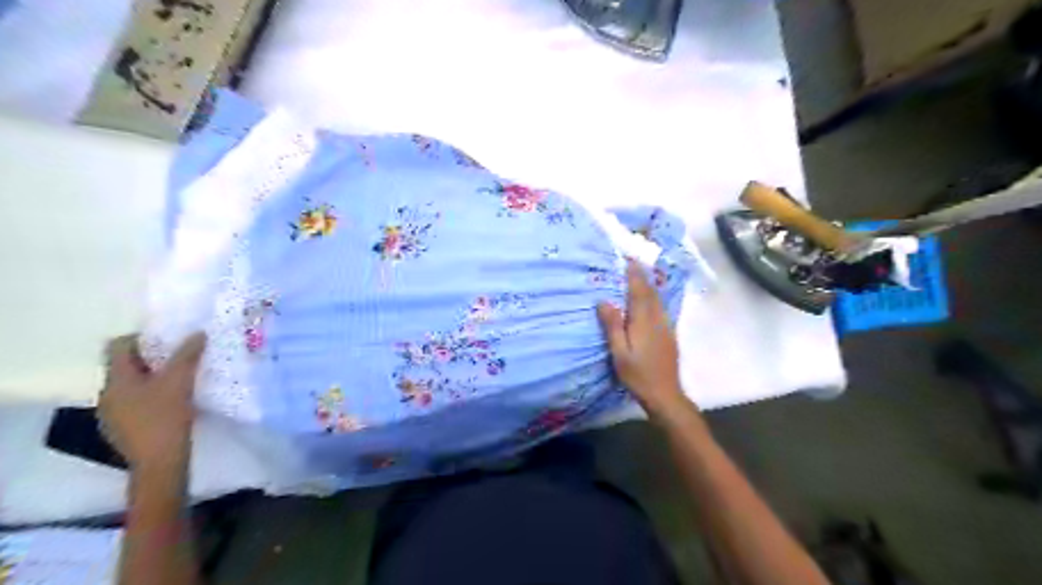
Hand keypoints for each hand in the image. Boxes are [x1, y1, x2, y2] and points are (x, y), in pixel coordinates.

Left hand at [98, 334, 208, 469]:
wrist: (159, 461)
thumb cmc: (165, 417)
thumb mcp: (180, 381)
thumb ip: (188, 355)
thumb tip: (197, 333)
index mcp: (116, 379)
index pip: (118, 346)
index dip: (141, 338)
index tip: (168, 339)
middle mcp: (108, 393)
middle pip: (125, 366)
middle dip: (152, 358)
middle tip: (180, 357)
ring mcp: (112, 413)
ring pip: (132, 385)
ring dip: (153, 378)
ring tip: (181, 379)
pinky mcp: (123, 428)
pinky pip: (135, 402)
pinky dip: (152, 396)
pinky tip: (173, 403)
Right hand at [598, 261, 688, 416]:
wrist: (665, 394)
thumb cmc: (638, 375)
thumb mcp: (619, 352)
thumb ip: (613, 326)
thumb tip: (604, 300)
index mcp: (643, 321)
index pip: (639, 291)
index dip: (634, 274)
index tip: (629, 259)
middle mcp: (657, 319)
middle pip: (650, 293)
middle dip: (642, 277)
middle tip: (633, 263)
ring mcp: (666, 327)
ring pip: (657, 300)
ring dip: (649, 286)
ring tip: (639, 277)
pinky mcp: (669, 335)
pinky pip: (660, 309)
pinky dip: (653, 299)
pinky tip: (649, 302)